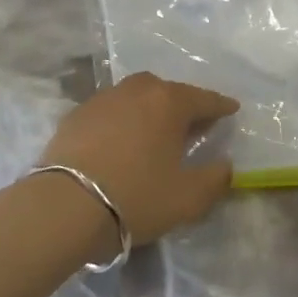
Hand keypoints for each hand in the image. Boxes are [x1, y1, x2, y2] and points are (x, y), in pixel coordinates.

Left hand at [38, 72, 238, 245]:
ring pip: (135, 96)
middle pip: (167, 91)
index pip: (204, 98)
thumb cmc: (136, 197)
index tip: (232, 109)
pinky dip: (122, 120)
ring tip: (154, 131)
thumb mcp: (188, 198)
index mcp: (169, 102)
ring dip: (149, 109)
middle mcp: (137, 90)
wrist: (65, 205)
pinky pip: (109, 111)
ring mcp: (102, 99)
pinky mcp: (75, 115)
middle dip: (182, 104)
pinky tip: (120, 140)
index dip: (221, 106)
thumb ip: (215, 179)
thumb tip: (225, 164)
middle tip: (191, 123)